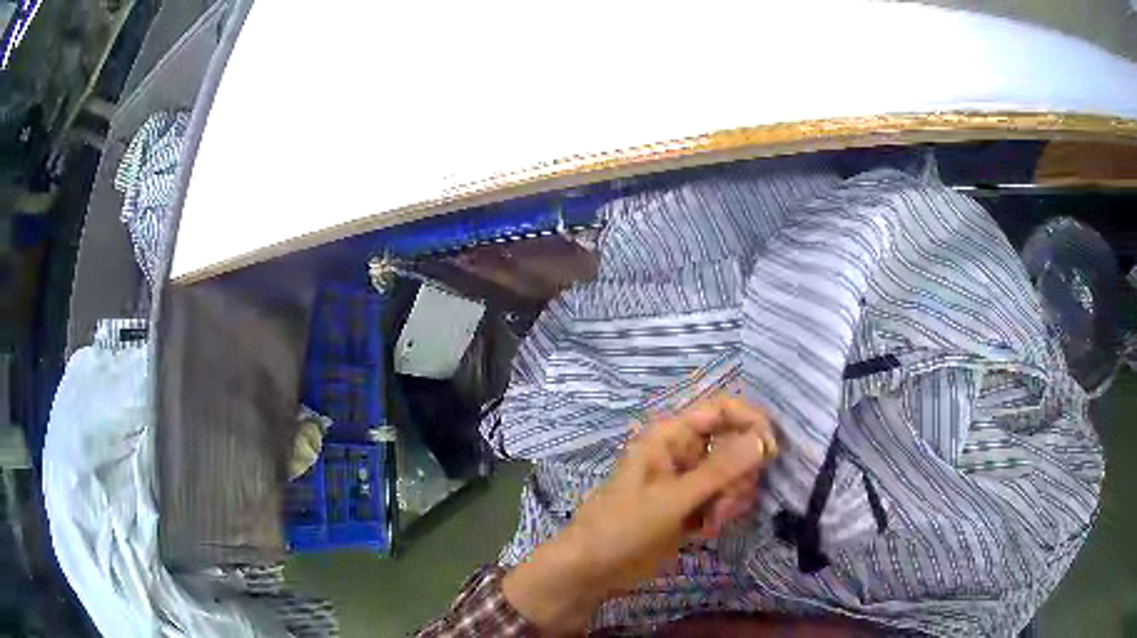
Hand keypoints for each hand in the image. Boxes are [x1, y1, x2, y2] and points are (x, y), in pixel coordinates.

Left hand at [502, 395, 776, 634]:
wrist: (593, 569)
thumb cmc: (623, 527)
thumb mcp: (673, 499)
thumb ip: (719, 470)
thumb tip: (762, 439)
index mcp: (670, 436)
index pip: (722, 409)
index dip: (750, 422)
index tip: (771, 451)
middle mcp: (683, 451)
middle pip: (734, 444)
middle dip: (739, 474)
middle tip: (726, 503)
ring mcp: (688, 480)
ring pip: (732, 474)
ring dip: (731, 498)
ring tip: (710, 522)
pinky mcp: (691, 505)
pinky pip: (723, 498)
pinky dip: (722, 512)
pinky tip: (704, 531)